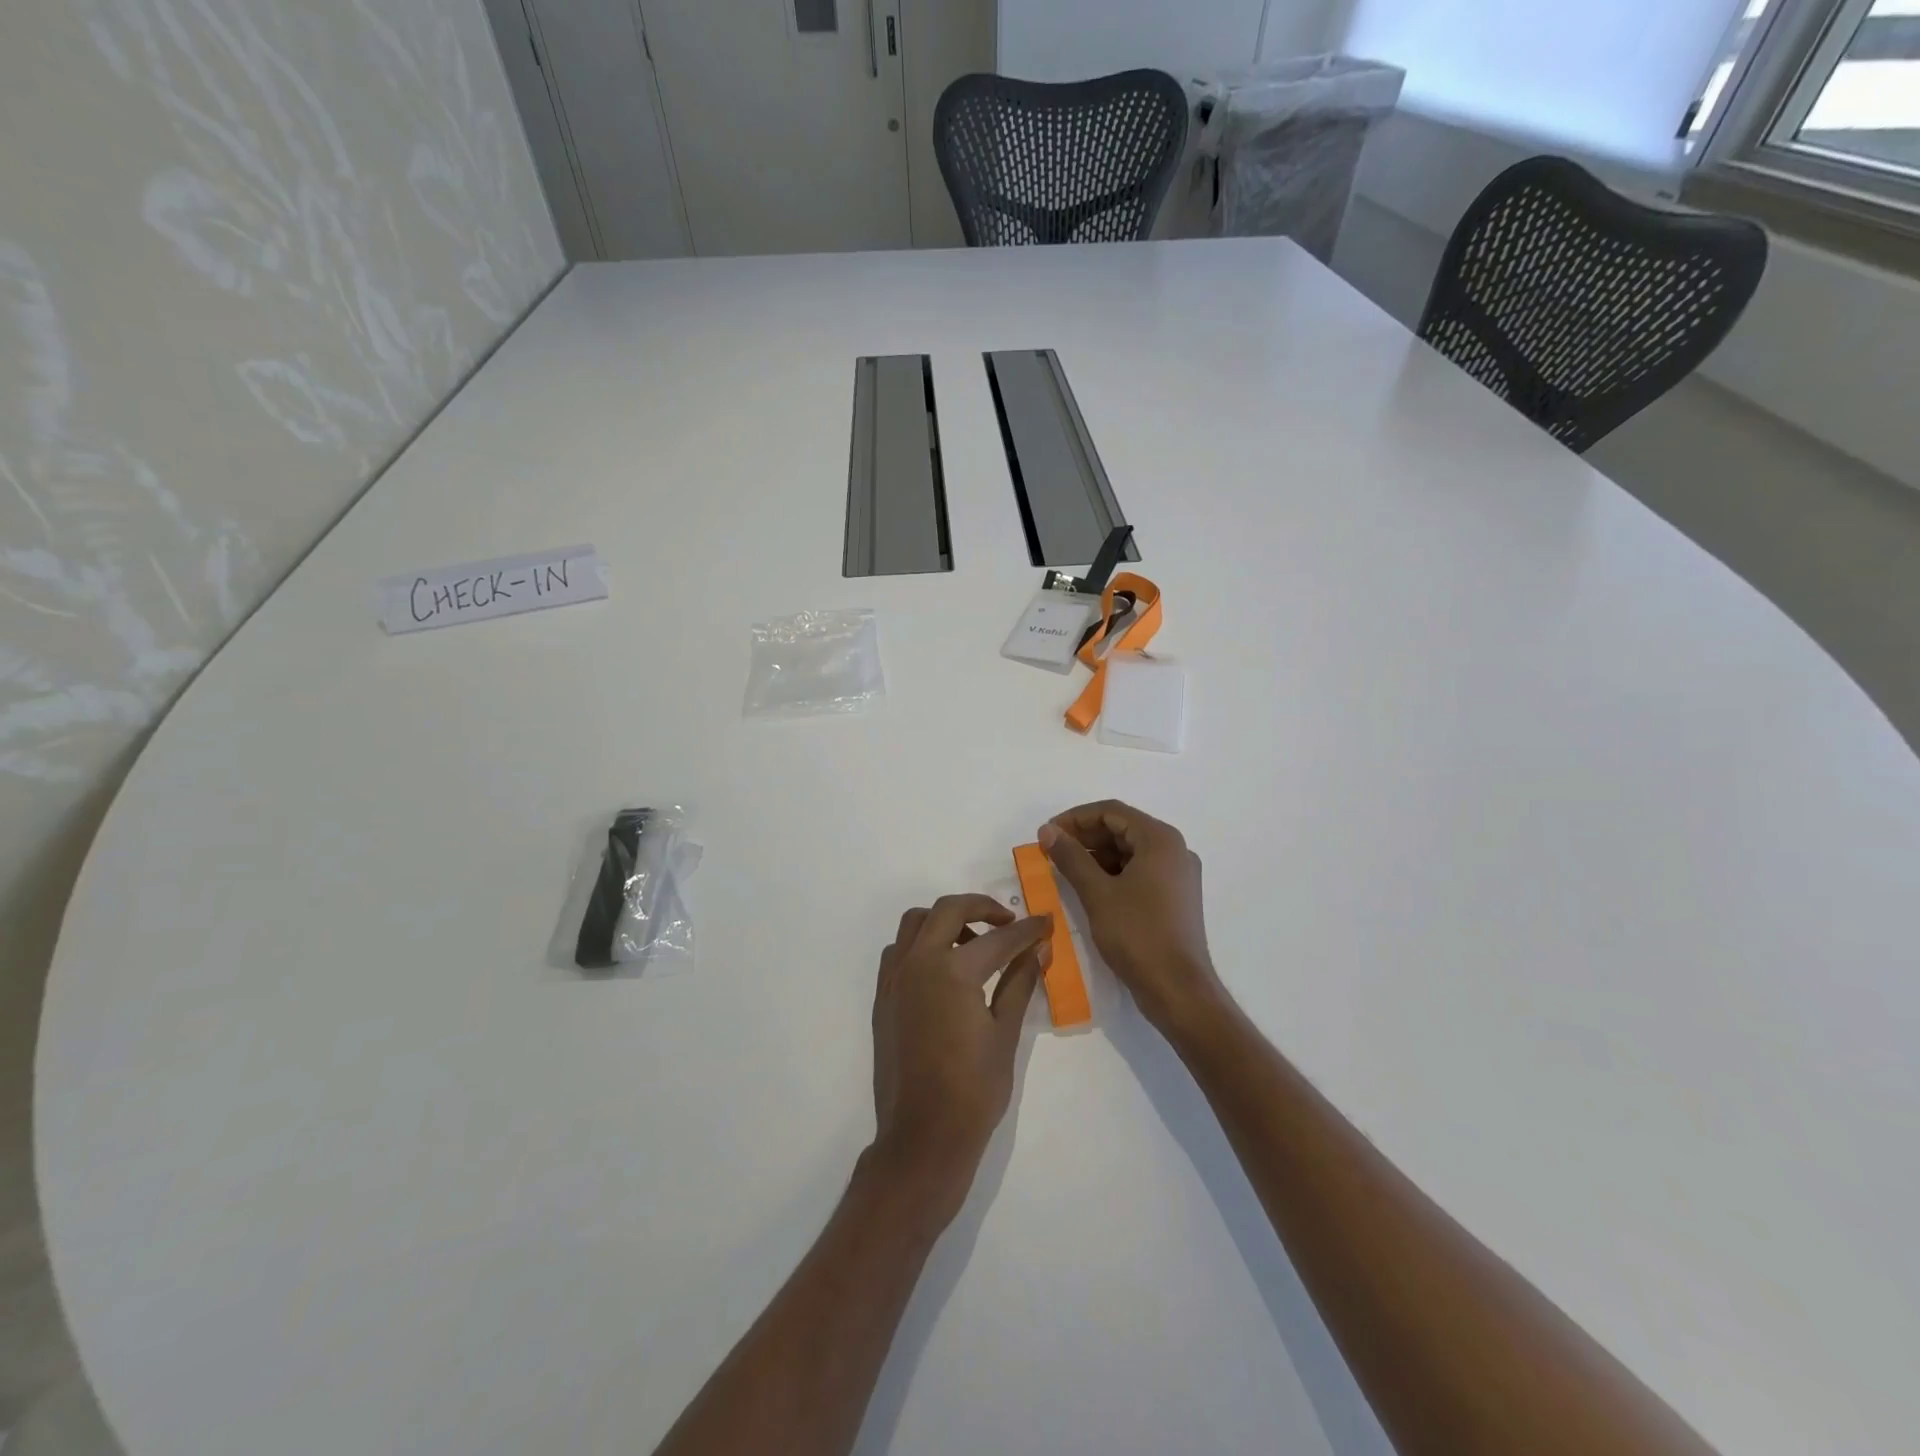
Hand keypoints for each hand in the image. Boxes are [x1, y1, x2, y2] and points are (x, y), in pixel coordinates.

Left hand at [868, 895, 1049, 1221]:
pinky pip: (899, 950)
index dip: (1027, 930)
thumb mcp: (1005, 1034)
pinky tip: (943, 970)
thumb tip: (1038, 950)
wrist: (922, 1137)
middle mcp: (918, 962)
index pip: (999, 938)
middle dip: (982, 907)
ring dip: (946, 920)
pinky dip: (921, 944)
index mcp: (953, 970)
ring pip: (916, 922)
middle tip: (1008, 922)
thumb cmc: (973, 1091)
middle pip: (948, 909)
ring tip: (973, 944)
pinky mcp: (883, 996)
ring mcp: (895, 978)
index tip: (1046, 923)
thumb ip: (1019, 983)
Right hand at [1039, 802, 1229, 1039]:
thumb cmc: (1138, 935)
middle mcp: (1174, 850)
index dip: (1075, 819)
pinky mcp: (1175, 897)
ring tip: (1064, 869)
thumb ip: (1071, 857)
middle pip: (1122, 828)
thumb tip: (1047, 831)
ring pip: (1130, 851)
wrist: (1178, 990)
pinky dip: (1113, 873)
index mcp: (1160, 840)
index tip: (1047, 834)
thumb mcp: (1097, 893)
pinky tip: (1089, 886)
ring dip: (1096, 855)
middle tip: (1051, 851)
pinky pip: (1140, 871)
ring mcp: (1178, 875)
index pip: (1111, 812)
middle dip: (1085, 837)